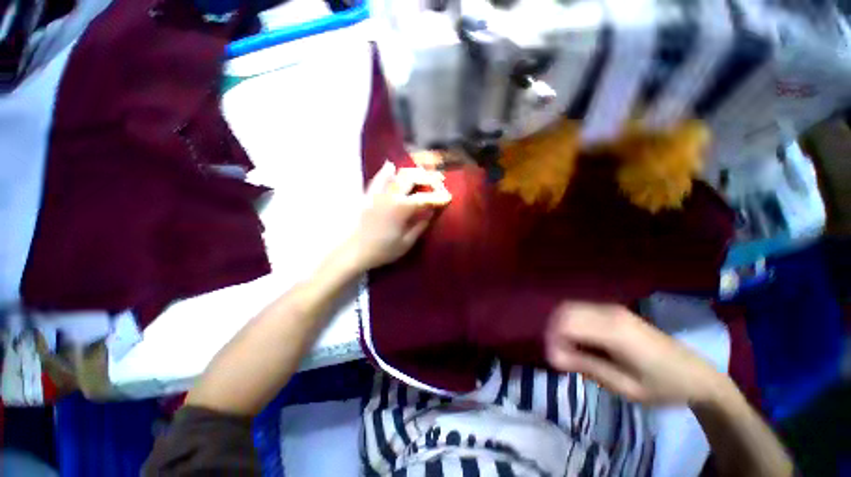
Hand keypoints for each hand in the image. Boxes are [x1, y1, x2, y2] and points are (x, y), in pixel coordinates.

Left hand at [345, 161, 451, 270]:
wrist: (354, 251)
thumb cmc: (382, 250)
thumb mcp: (406, 243)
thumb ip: (420, 225)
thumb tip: (431, 212)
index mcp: (401, 209)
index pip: (425, 199)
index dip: (439, 197)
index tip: (449, 197)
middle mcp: (391, 195)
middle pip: (412, 178)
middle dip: (429, 178)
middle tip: (439, 182)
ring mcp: (378, 193)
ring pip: (397, 174)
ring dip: (413, 172)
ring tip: (423, 173)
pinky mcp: (368, 195)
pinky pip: (378, 178)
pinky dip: (386, 171)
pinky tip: (391, 166)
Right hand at [545, 302, 723, 404]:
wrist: (697, 375)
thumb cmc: (663, 386)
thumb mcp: (625, 387)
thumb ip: (587, 366)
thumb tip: (553, 356)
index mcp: (614, 330)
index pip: (566, 323)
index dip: (553, 340)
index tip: (556, 361)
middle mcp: (610, 312)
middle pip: (564, 311)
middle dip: (555, 332)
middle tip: (562, 357)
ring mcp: (612, 309)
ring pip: (570, 308)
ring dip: (563, 328)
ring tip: (571, 351)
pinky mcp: (614, 311)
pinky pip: (581, 311)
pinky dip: (573, 324)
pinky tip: (583, 343)